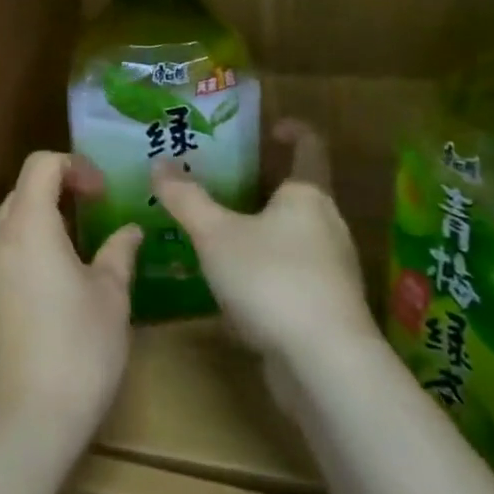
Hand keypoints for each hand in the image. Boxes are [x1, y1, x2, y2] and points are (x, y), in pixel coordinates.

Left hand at [0, 152, 141, 461]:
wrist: (21, 426)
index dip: (75, 167)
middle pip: (23, 193)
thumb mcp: (112, 298)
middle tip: (96, 217)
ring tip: (79, 255)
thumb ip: (119, 253)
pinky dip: (27, 253)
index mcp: (27, 226)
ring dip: (43, 224)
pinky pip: (1, 258)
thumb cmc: (77, 352)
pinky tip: (53, 291)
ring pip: (10, 226)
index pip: (41, 165)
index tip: (103, 194)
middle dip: (60, 193)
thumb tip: (130, 230)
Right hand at [151, 121, 377, 369]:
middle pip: (299, 195)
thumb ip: (186, 199)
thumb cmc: (271, 279)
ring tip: (220, 237)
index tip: (269, 128)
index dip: (293, 130)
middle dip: (263, 188)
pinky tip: (234, 292)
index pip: (310, 146)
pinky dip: (265, 274)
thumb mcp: (215, 234)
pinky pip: (292, 277)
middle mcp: (328, 226)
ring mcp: (332, 270)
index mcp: (308, 195)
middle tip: (222, 185)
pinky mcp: (327, 309)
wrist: (324, 365)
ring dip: (261, 233)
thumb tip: (160, 164)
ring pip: (293, 238)